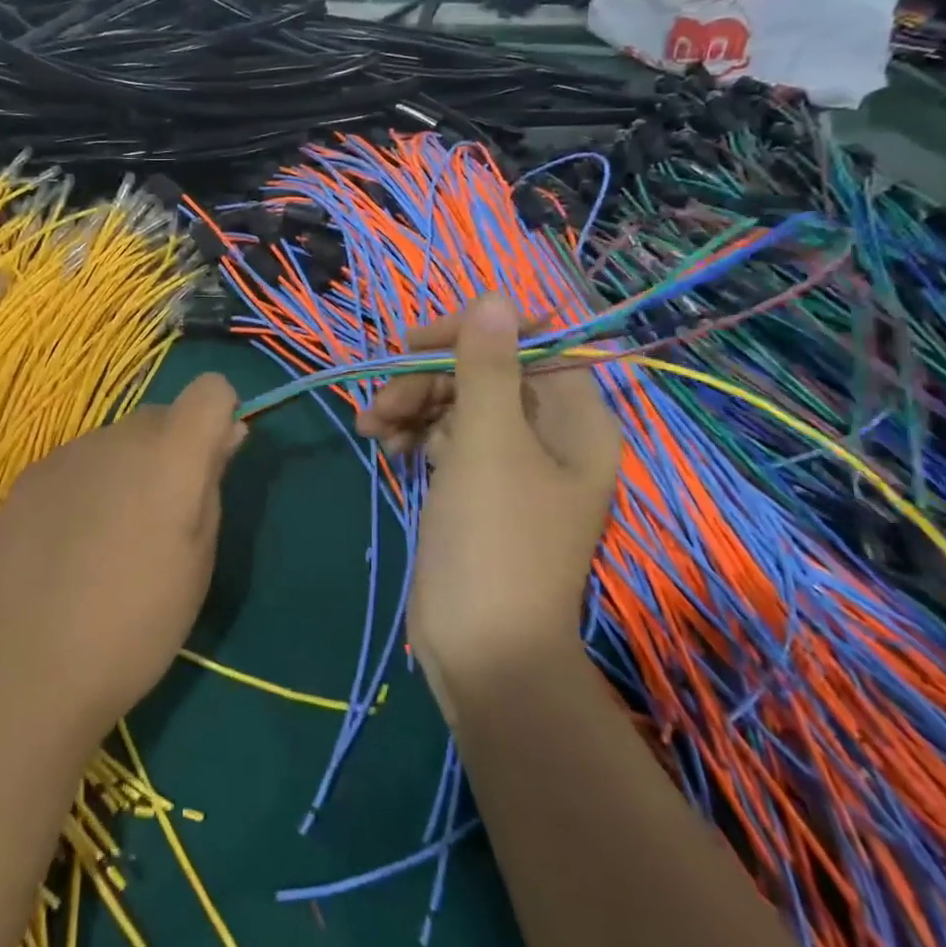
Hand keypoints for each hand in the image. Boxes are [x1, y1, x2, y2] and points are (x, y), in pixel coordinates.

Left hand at [0, 372, 245, 740]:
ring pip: (118, 441)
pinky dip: (89, 485)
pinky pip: (79, 462)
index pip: (211, 389)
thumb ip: (212, 484)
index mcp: (171, 455)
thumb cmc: (137, 624)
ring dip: (128, 469)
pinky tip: (70, 543)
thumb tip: (225, 434)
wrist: (27, 668)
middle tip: (163, 519)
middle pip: (162, 416)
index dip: (219, 418)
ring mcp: (69, 452)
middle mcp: (119, 436)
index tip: (212, 465)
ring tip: (110, 539)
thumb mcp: (199, 561)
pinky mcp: (31, 475)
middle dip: (174, 450)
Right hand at [356, 298, 621, 718]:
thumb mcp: (488, 444)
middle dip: (428, 378)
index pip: (529, 342)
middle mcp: (547, 433)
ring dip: (410, 403)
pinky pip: (443, 435)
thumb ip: (487, 366)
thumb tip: (492, 296)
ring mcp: (508, 460)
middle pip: (484, 371)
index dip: (475, 332)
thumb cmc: (495, 540)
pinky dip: (412, 432)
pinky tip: (384, 444)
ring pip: (455, 401)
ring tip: (372, 426)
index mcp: (574, 419)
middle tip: (383, 401)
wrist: (482, 650)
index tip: (418, 342)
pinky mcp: (473, 484)